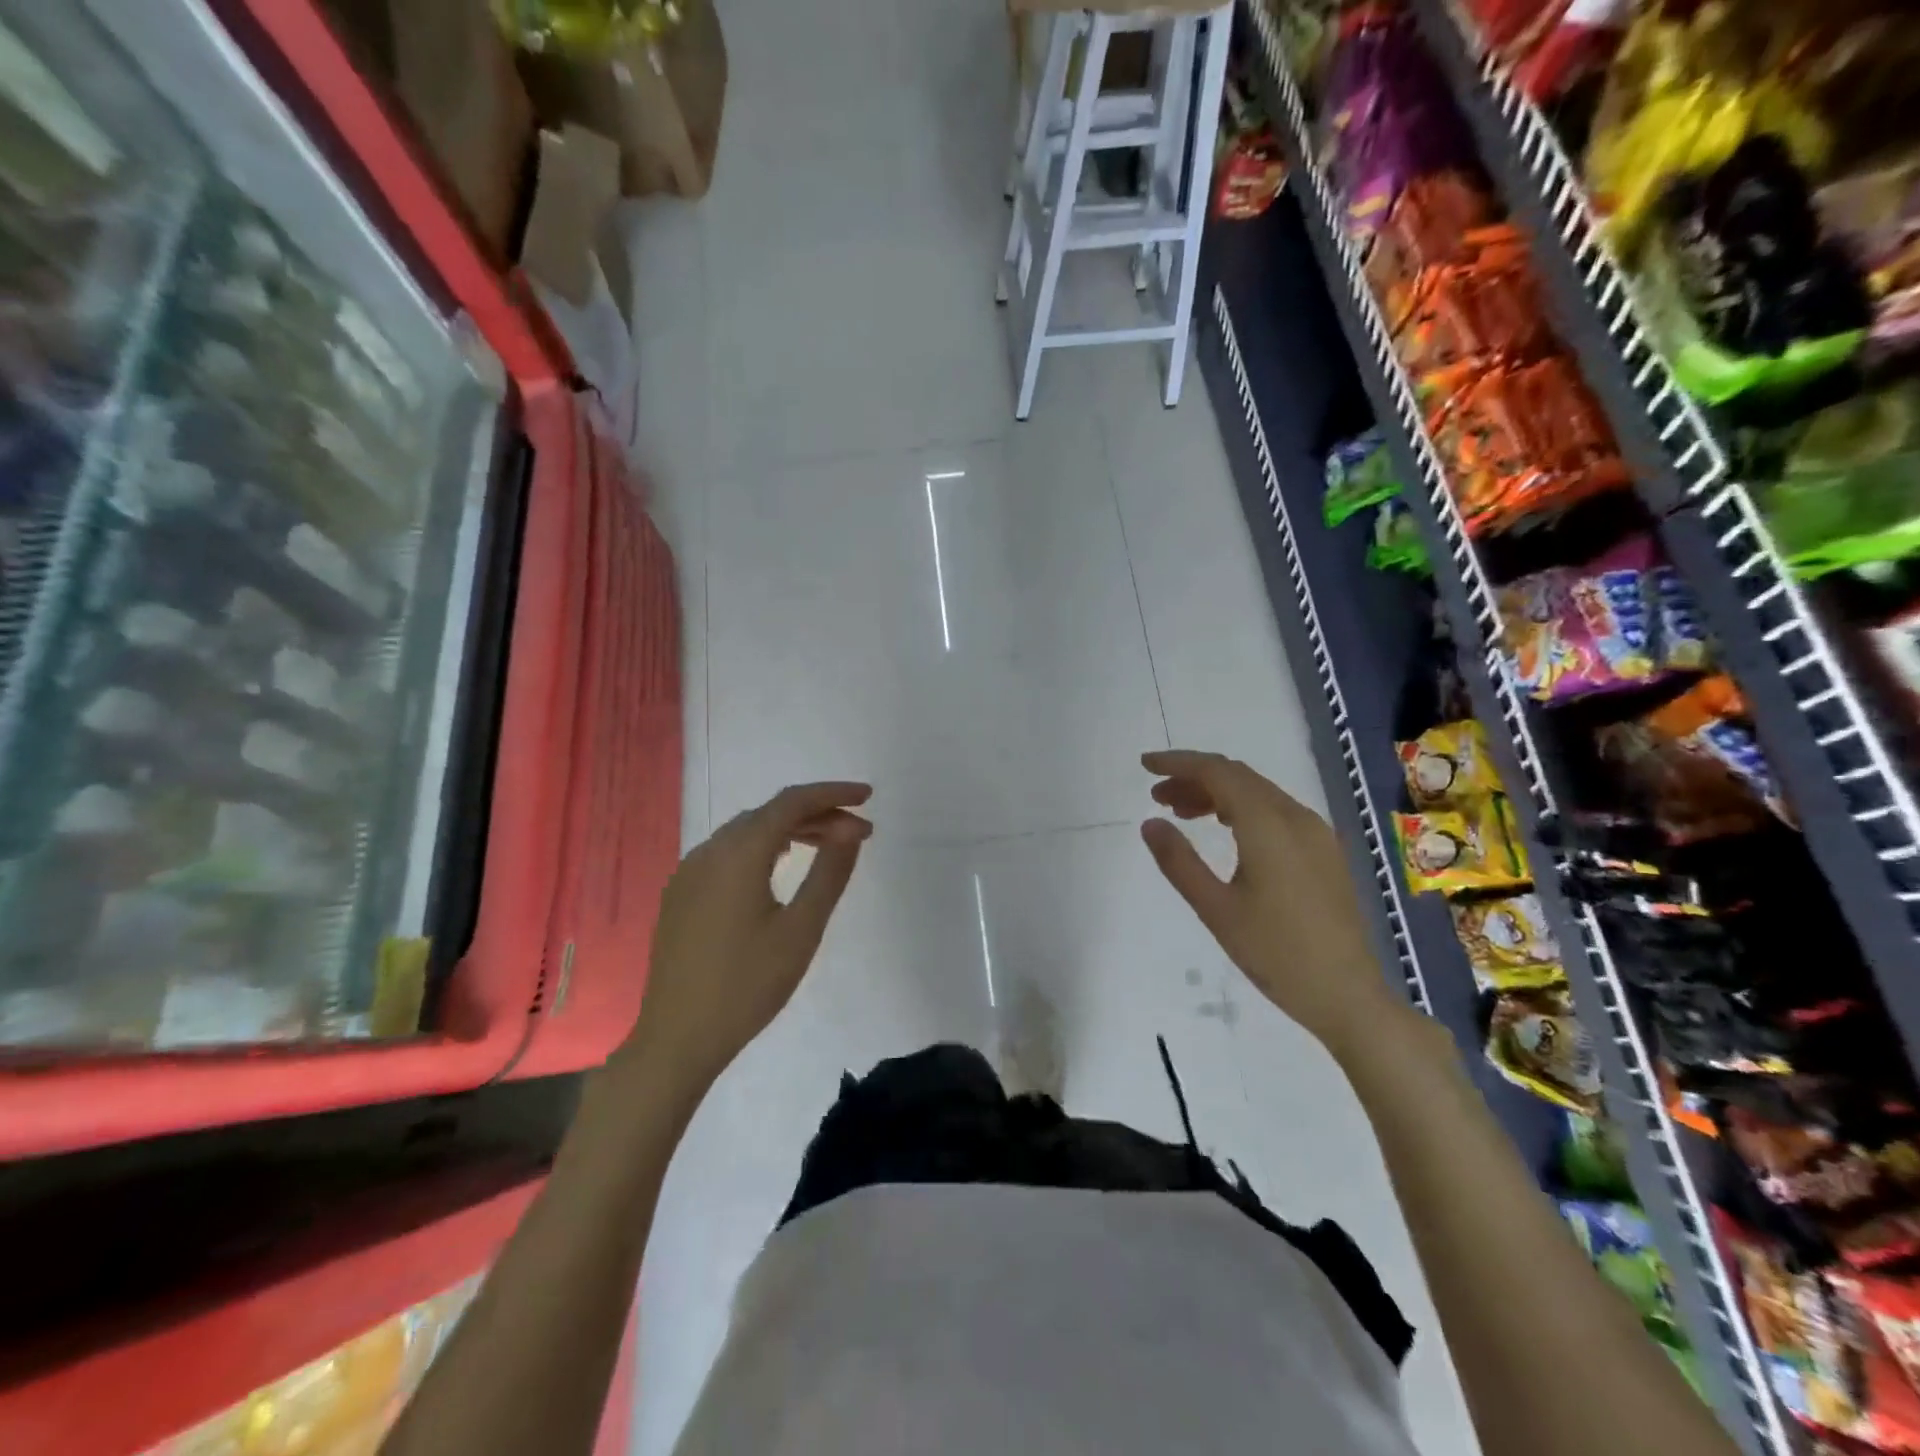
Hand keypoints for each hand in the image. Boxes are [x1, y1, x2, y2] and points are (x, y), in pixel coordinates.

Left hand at [619, 782, 873, 1095]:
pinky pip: (728, 853)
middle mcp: (709, 851)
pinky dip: (763, 847)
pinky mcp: (681, 895)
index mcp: (738, 854)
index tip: (868, 797)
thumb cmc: (748, 985)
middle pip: (769, 814)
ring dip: (790, 830)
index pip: (791, 802)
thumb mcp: (801, 929)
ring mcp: (689, 873)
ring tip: (828, 845)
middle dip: (818, 815)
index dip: (832, 793)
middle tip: (860, 833)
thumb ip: (829, 872)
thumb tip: (850, 829)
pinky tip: (780, 865)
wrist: (677, 1039)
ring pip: (747, 832)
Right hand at [1140, 750, 1396, 1053]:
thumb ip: (1178, 861)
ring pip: (1258, 793)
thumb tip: (1149, 823)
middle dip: (1194, 778)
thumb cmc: (1275, 954)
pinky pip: (1275, 812)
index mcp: (1268, 826)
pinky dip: (1241, 810)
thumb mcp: (1215, 908)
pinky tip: (1224, 830)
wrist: (1347, 996)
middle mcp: (1296, 818)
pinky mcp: (1323, 851)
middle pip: (1239, 777)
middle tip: (1157, 796)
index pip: (1218, 772)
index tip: (1145, 765)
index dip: (1179, 762)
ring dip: (1217, 793)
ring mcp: (1316, 834)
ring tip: (1180, 814)